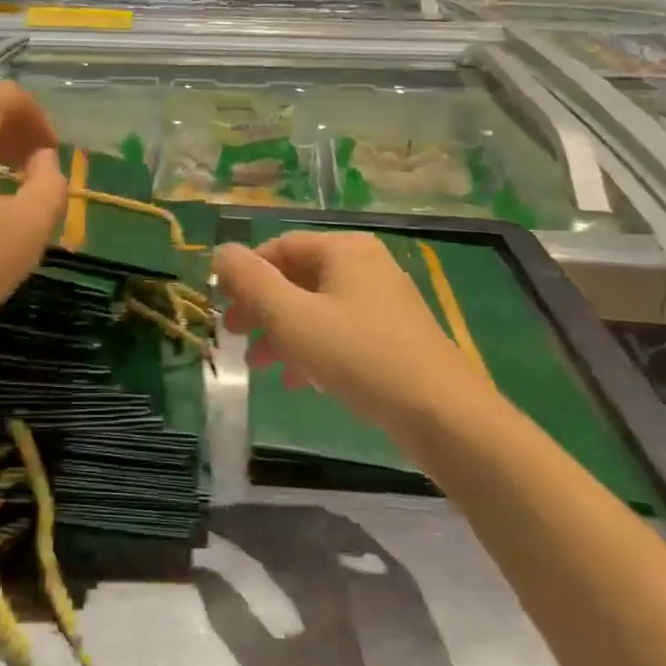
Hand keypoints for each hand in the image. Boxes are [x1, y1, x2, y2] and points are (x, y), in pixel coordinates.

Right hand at [215, 231, 494, 436]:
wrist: (444, 417)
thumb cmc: (359, 357)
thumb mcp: (292, 317)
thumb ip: (250, 281)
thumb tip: (221, 251)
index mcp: (344, 250)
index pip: (279, 247)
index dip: (245, 275)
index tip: (221, 308)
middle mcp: (366, 266)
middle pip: (297, 277)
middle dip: (261, 308)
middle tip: (235, 336)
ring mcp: (383, 302)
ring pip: (316, 308)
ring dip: (282, 333)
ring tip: (259, 366)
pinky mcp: (393, 337)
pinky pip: (339, 332)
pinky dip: (312, 350)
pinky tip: (297, 381)